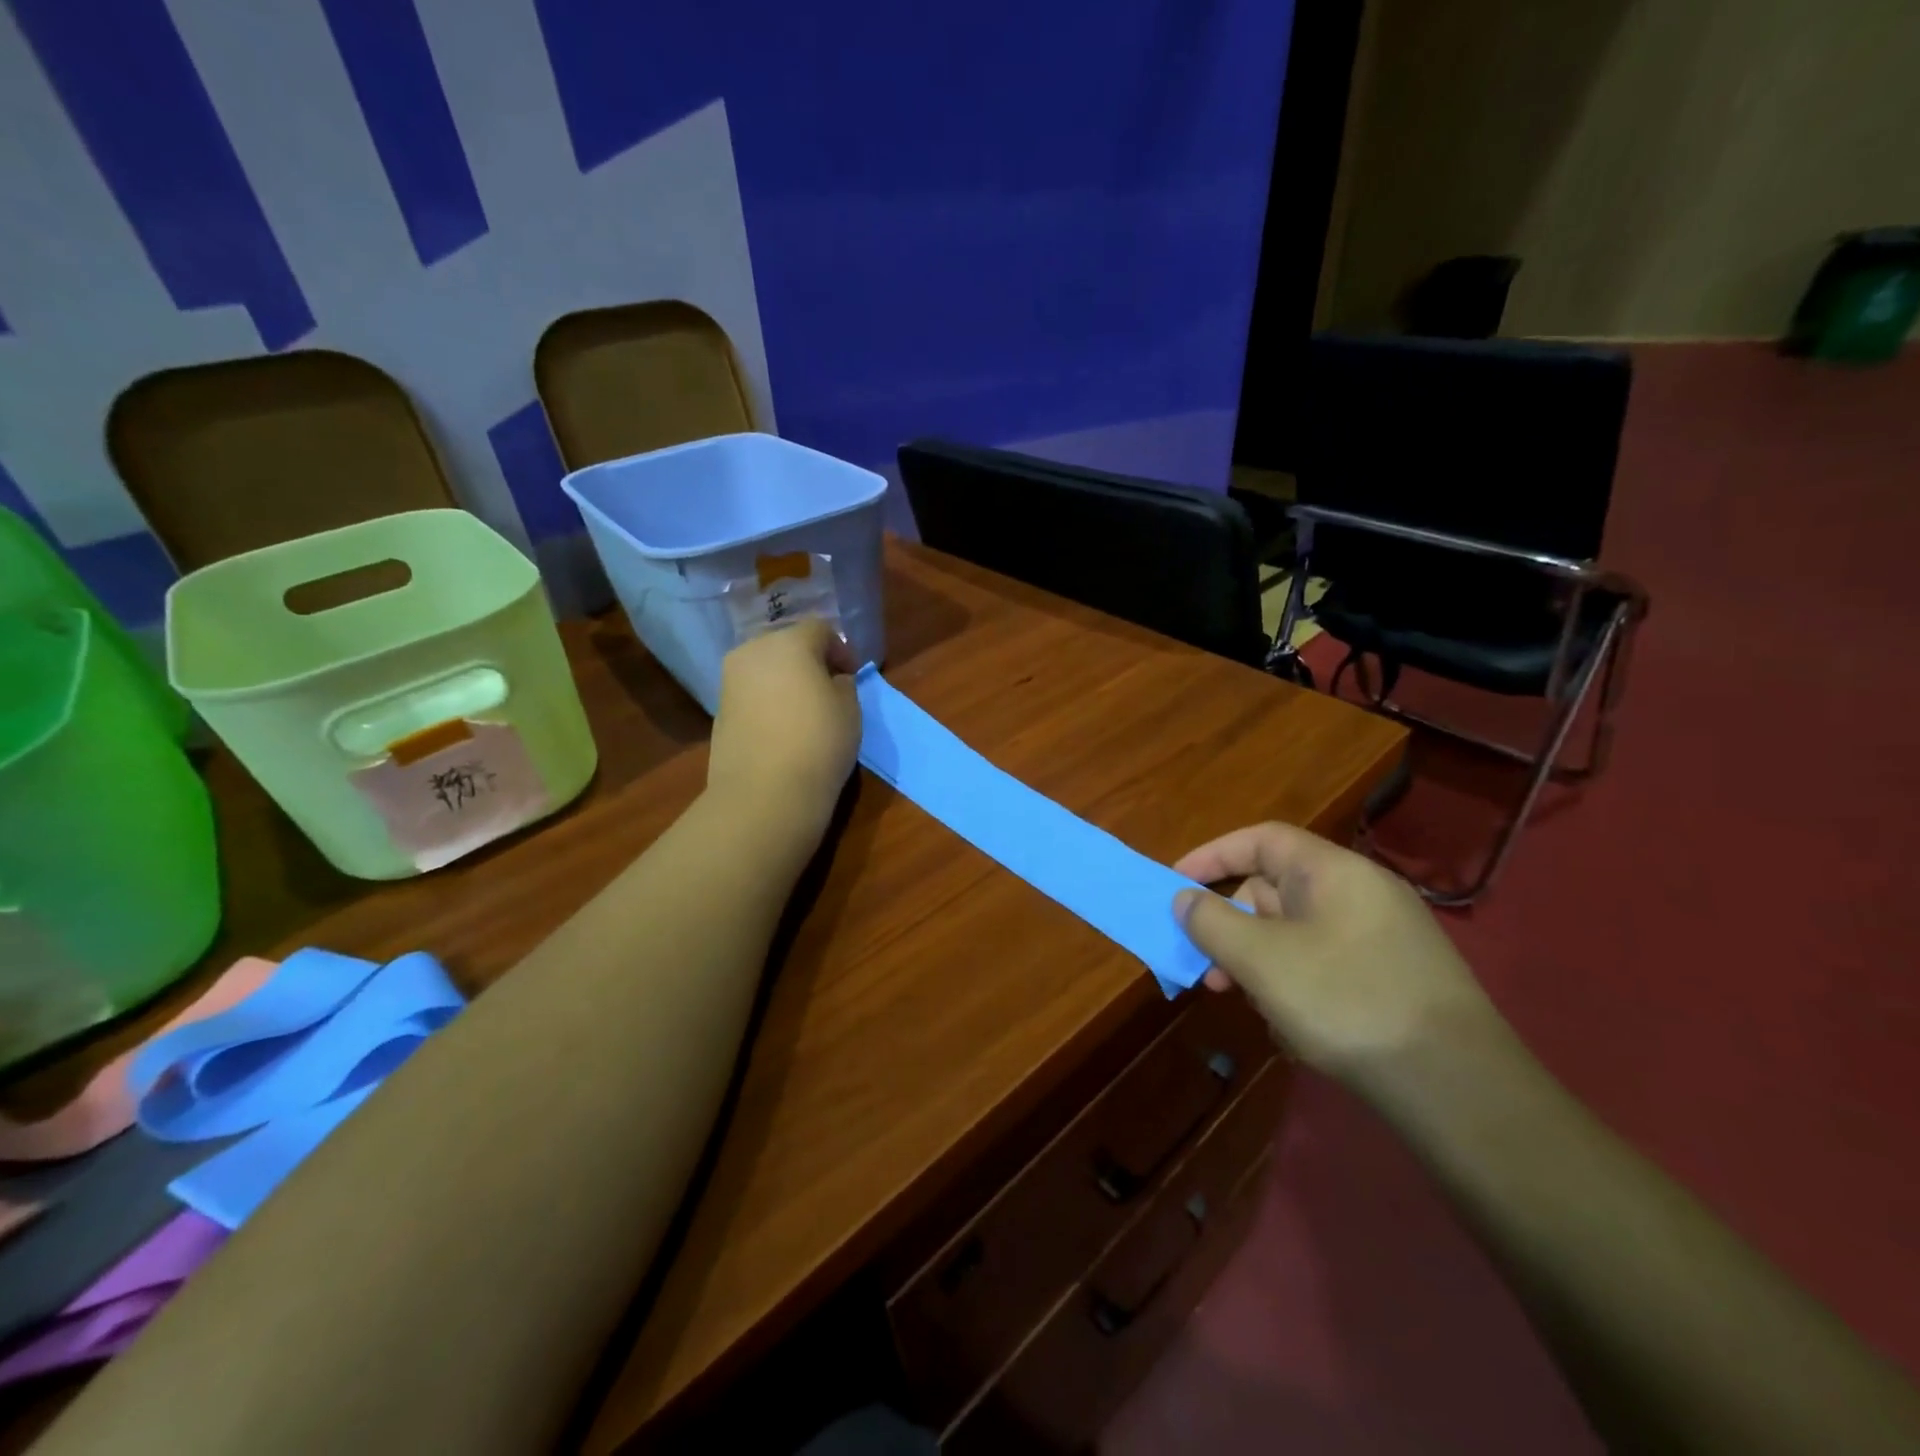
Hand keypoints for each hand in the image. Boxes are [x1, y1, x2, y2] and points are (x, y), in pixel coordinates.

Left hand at [707, 619, 860, 832]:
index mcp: (789, 643)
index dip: (841, 649)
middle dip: (809, 660)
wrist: (765, 792)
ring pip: (765, 667)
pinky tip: (783, 727)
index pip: (820, 629)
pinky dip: (768, 699)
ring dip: (786, 679)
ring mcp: (731, 680)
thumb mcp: (850, 709)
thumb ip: (842, 683)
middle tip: (829, 687)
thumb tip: (831, 679)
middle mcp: (753, 651)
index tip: (852, 675)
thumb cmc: (819, 742)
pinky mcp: (719, 709)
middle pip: (787, 643)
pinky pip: (751, 692)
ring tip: (805, 709)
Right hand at [1172, 822, 1500, 1091]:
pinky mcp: (1394, 978)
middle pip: (1275, 888)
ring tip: (1237, 996)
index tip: (1175, 883)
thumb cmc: (1346, 1001)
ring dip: (1256, 957)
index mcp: (1334, 872)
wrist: (1458, 1087)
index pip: (1261, 840)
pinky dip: (1292, 980)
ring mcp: (1382, 937)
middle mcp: (1361, 893)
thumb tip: (1184, 899)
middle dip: (1230, 921)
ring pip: (1297, 931)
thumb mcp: (1261, 959)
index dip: (1212, 856)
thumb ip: (1212, 922)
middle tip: (1203, 961)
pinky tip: (1287, 1023)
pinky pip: (1324, 962)